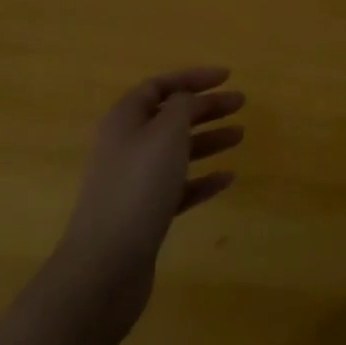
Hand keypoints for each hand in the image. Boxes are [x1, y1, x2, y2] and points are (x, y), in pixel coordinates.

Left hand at [49, 67, 243, 318]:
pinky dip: (202, 180)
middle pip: (171, 117)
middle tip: (241, 103)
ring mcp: (133, 183)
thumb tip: (186, 99)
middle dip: (206, 107)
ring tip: (240, 136)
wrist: (104, 267)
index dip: (193, 78)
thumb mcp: (167, 132)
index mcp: (126, 119)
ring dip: (208, 140)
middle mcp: (127, 146)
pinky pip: (178, 187)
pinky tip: (226, 179)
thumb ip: (182, 105)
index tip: (227, 77)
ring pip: (176, 151)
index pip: (160, 86)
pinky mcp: (143, 215)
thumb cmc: (138, 186)